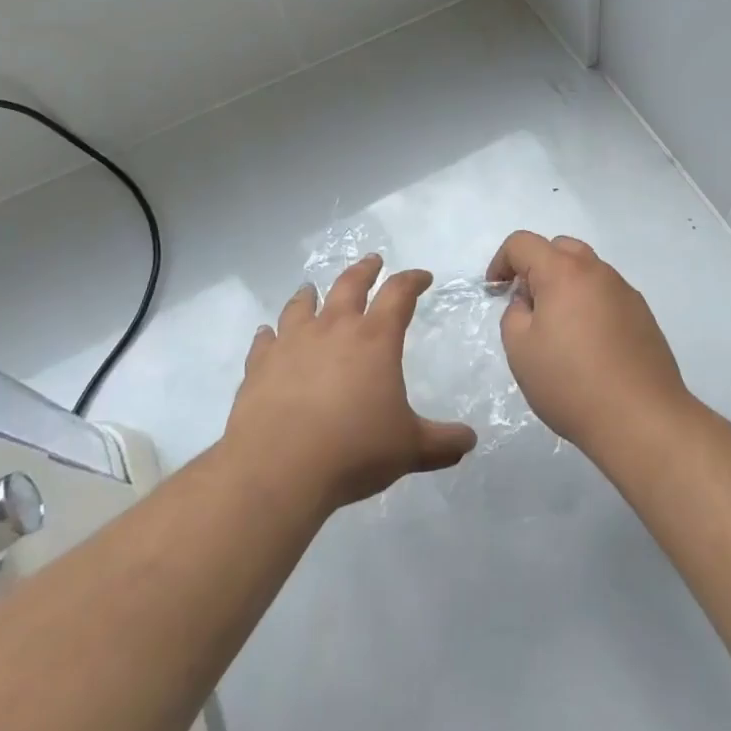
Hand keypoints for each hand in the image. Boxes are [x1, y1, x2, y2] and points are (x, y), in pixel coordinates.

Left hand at [225, 255, 476, 511]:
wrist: (278, 469)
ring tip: (312, 289)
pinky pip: (265, 341)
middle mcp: (334, 328)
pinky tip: (267, 334)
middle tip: (373, 261)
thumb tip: (470, 441)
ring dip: (311, 294)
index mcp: (375, 338)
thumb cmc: (353, 450)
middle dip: (365, 270)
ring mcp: (293, 343)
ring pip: (302, 305)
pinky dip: (269, 334)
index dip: (413, 280)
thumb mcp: (409, 449)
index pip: (400, 293)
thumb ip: (441, 443)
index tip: (422, 277)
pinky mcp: (260, 365)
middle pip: (350, 284)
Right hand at [490, 231, 689, 456]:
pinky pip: (606, 294)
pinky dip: (590, 304)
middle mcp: (597, 270)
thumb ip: (514, 313)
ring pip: (586, 270)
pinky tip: (589, 345)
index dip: (501, 261)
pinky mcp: (643, 314)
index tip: (496, 290)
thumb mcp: (520, 350)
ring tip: (559, 329)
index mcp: (563, 271)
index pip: (523, 243)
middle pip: (559, 248)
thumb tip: (530, 301)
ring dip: (565, 285)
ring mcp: (624, 290)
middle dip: (537, 267)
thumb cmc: (571, 383)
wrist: (641, 418)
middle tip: (528, 305)